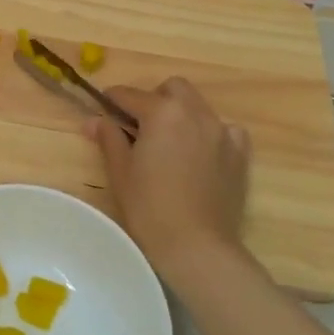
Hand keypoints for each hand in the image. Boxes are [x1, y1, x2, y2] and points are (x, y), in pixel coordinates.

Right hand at [86, 79, 257, 293]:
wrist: (196, 246)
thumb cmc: (149, 207)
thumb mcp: (120, 171)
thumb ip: (109, 138)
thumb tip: (94, 120)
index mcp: (162, 112)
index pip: (129, 95)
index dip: (112, 100)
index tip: (102, 109)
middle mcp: (195, 113)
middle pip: (172, 88)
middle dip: (154, 98)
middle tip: (139, 126)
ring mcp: (222, 132)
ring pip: (198, 106)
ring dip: (181, 113)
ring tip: (169, 142)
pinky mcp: (239, 154)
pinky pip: (225, 129)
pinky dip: (210, 133)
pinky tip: (200, 153)